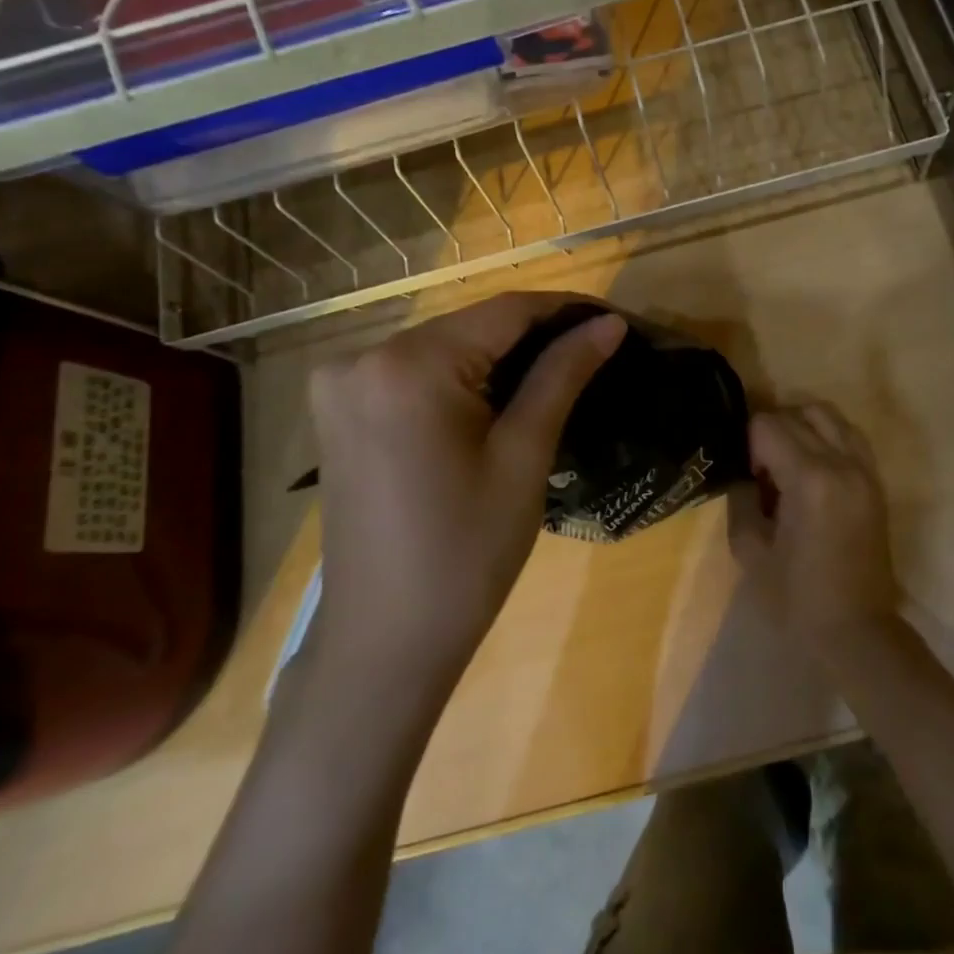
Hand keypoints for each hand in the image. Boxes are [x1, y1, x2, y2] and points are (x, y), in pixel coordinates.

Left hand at [306, 293, 625, 686]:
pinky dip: (462, 377)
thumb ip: (562, 375)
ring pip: (445, 347)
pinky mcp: (339, 410)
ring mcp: (341, 384)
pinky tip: (501, 398)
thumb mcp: (523, 456)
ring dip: (500, 355)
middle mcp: (361, 357)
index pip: (504, 311)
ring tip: (562, 370)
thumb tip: (608, 323)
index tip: (614, 320)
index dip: (565, 310)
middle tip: (595, 351)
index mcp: (407, 365)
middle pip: (471, 327)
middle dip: (535, 335)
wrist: (384, 643)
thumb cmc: (465, 553)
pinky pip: (415, 373)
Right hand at [730, 403, 900, 666]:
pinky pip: (849, 434)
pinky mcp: (875, 480)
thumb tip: (743, 471)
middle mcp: (842, 463)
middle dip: (771, 430)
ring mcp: (865, 469)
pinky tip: (812, 466)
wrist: (857, 631)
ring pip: (828, 414)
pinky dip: (826, 435)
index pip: (768, 425)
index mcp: (809, 480)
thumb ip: (742, 498)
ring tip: (786, 460)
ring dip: (800, 425)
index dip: (748, 444)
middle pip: (798, 413)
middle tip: (760, 467)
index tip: (747, 476)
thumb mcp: (750, 550)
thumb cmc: (797, 599)